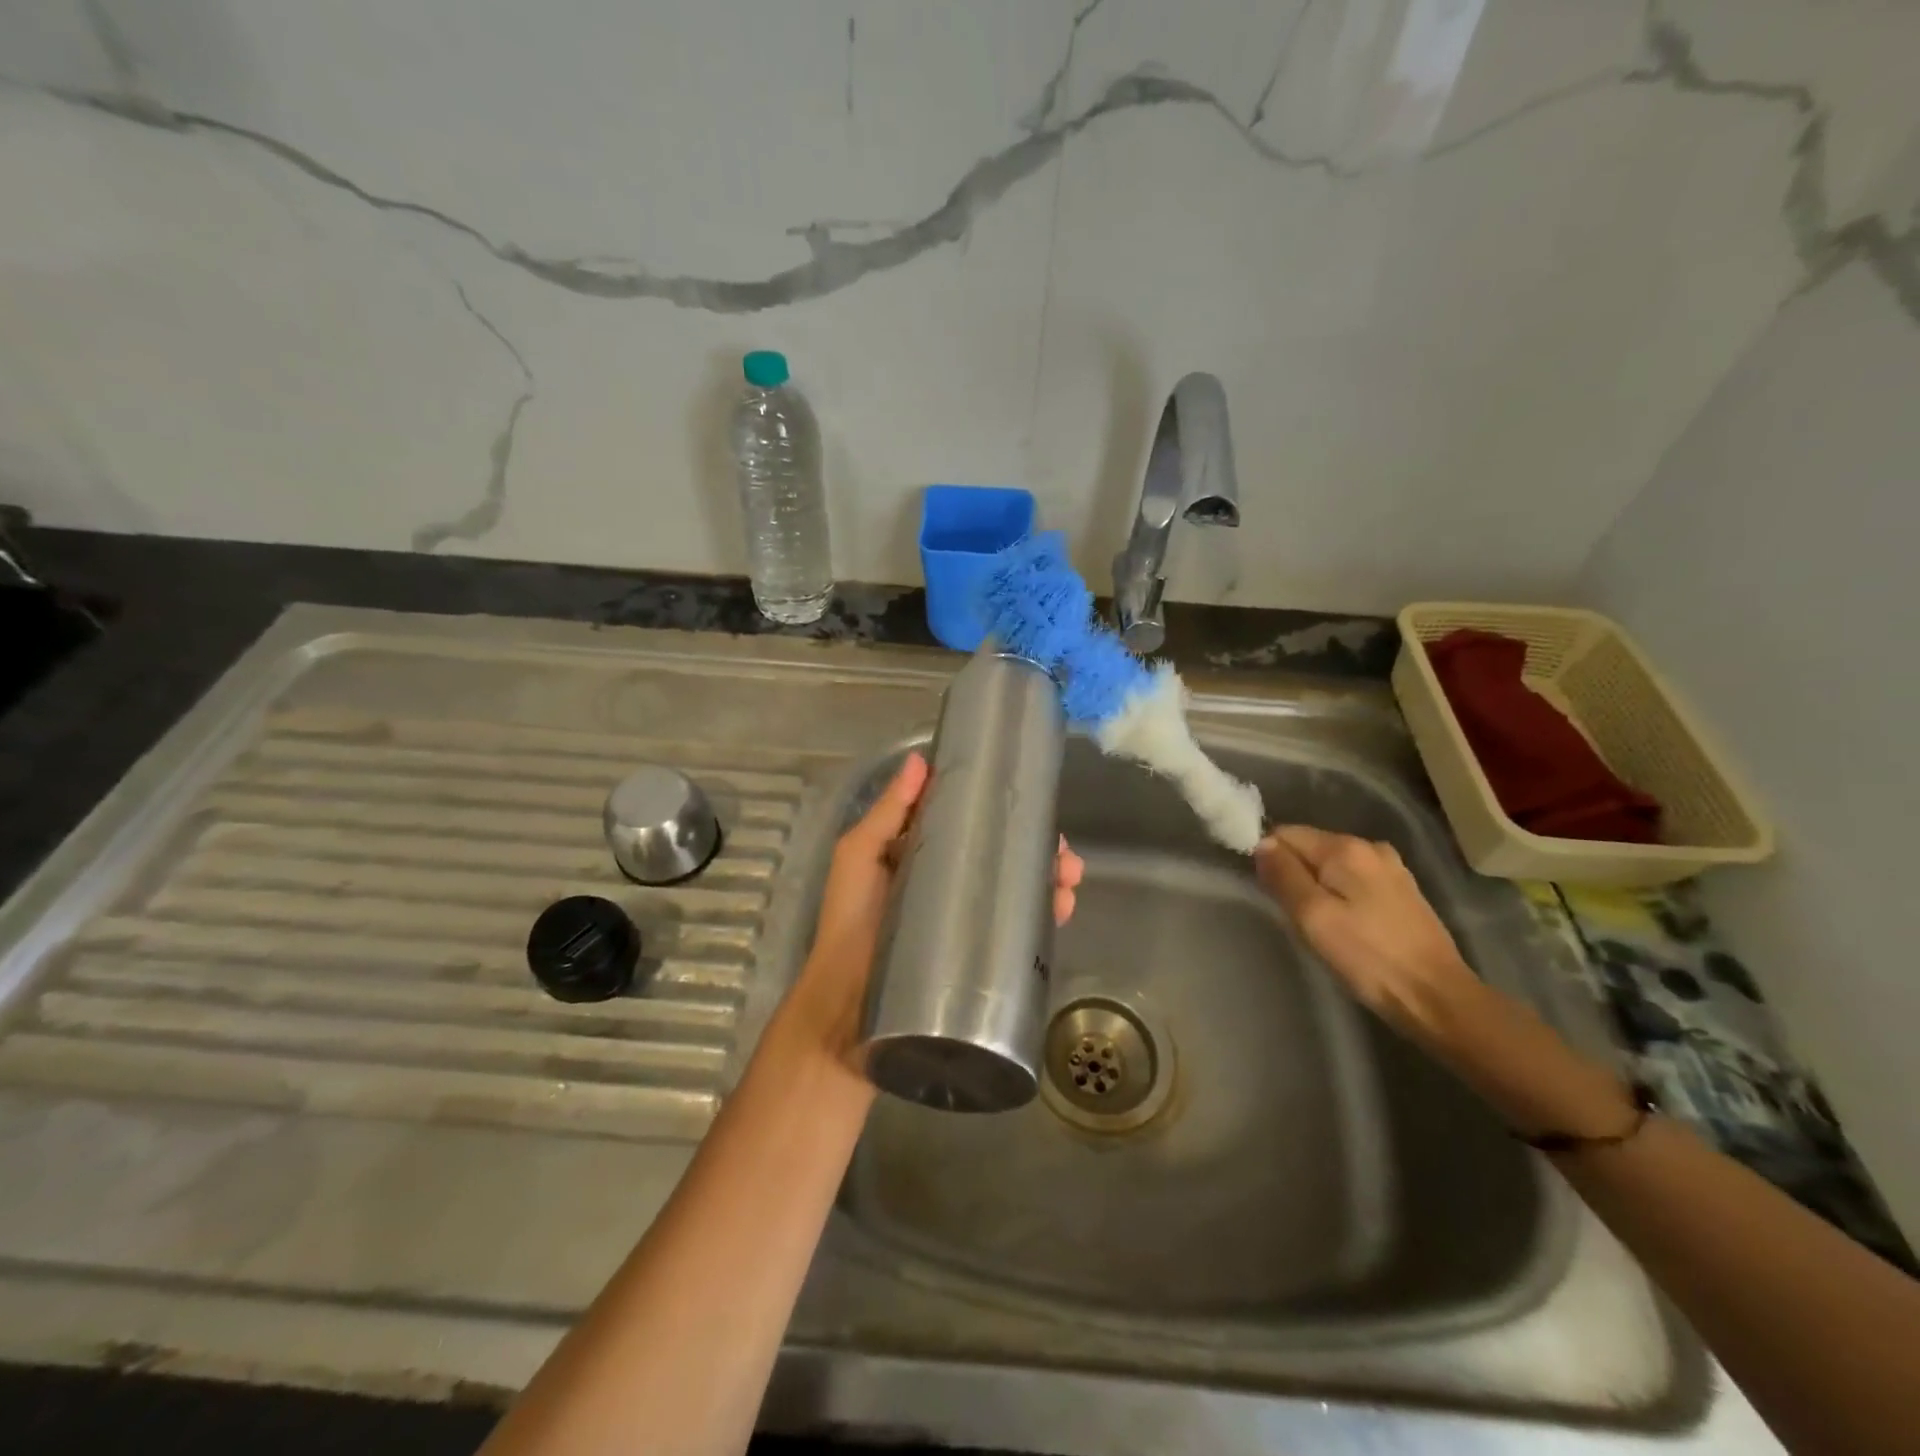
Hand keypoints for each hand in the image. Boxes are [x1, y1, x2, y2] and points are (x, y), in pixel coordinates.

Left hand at [791, 752, 1083, 1066]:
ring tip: (1068, 877)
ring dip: (1049, 878)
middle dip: (1037, 848)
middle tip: (1061, 850)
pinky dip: (1045, 916)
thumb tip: (919, 760)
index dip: (1000, 810)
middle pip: (1003, 857)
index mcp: (923, 857)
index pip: (971, 824)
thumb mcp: (859, 856)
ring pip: (1018, 891)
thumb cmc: (850, 923)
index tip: (1029, 799)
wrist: (848, 1009)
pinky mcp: (978, 958)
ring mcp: (966, 923)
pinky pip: (1018, 931)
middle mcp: (950, 886)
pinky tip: (1060, 907)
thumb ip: (888, 812)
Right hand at [1254, 825, 1474, 1037]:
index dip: (1271, 860)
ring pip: (1331, 867)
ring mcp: (1391, 869)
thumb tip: (1263, 844)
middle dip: (1294, 876)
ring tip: (1322, 926)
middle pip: (1310, 848)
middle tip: (1299, 918)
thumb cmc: (1368, 957)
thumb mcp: (1312, 916)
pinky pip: (1354, 881)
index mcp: (1346, 847)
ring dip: (1317, 889)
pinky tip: (1349, 927)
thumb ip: (1283, 875)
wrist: (1437, 997)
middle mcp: (1371, 847)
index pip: (1286, 833)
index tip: (1273, 896)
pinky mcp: (1403, 891)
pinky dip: (1341, 897)